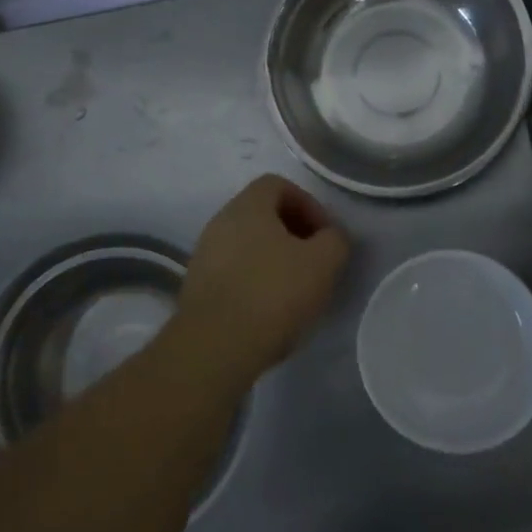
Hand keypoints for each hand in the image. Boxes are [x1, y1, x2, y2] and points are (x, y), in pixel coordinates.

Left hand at [177, 174, 350, 380]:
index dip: (308, 204)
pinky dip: (255, 281)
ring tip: (296, 291)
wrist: (215, 347)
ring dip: (274, 259)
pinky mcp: (197, 288)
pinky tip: (270, 311)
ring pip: (247, 244)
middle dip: (294, 233)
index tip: (325, 235)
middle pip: (262, 214)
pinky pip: (233, 272)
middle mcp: (220, 222)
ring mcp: (204, 255)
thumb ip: (335, 240)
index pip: (278, 184)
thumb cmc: (273, 293)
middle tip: (316, 262)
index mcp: (247, 206)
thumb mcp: (323, 263)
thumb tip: (330, 238)